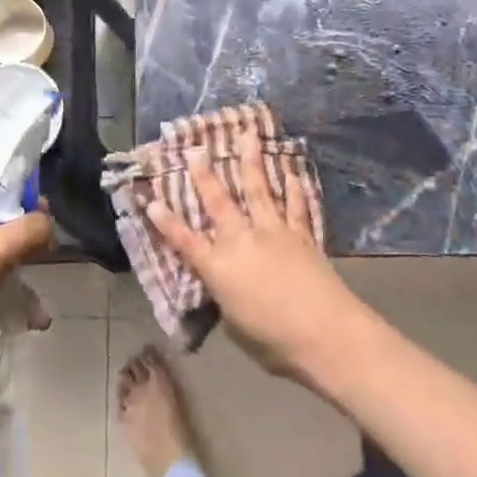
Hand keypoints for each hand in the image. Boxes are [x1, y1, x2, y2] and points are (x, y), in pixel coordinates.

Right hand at [146, 133, 366, 386]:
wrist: (324, 333)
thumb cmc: (274, 341)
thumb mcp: (236, 325)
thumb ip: (227, 300)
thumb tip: (229, 289)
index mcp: (219, 268)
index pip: (185, 241)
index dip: (167, 222)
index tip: (152, 200)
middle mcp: (242, 240)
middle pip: (218, 202)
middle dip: (205, 175)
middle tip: (196, 149)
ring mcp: (273, 232)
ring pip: (258, 190)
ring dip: (251, 161)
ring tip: (248, 135)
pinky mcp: (302, 235)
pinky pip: (296, 206)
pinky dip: (295, 188)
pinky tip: (293, 171)